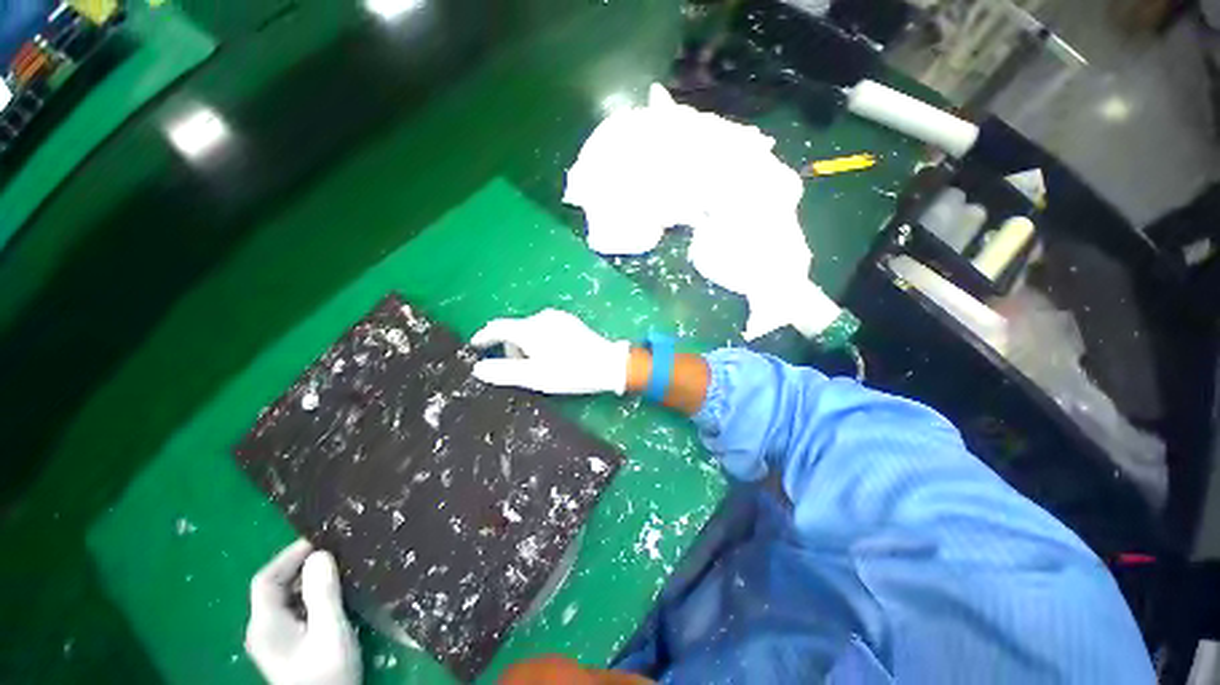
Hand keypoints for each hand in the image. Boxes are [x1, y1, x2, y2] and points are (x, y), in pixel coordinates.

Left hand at [245, 540, 360, 684]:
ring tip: (337, 571)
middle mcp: (262, 630)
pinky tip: (331, 598)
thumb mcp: (330, 630)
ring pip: (284, 601)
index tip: (319, 540)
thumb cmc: (326, 671)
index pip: (266, 579)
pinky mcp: (286, 648)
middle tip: (334, 553)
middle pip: (274, 589)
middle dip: (300, 567)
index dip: (289, 556)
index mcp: (264, 625)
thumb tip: (320, 554)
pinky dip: (309, 598)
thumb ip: (323, 593)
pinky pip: (293, 612)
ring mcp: (272, 641)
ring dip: (306, 582)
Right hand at [470, 309, 631, 394]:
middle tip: (519, 370)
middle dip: (511, 348)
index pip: (498, 327)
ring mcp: (558, 318)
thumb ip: (504, 372)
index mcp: (530, 328)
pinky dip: (540, 341)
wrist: (607, 365)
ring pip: (531, 330)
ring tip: (538, 366)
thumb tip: (478, 368)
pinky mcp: (570, 322)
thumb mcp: (534, 377)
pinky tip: (552, 356)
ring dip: (526, 346)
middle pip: (515, 330)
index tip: (475, 345)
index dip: (483, 336)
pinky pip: (545, 329)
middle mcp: (542, 317)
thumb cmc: (569, 371)